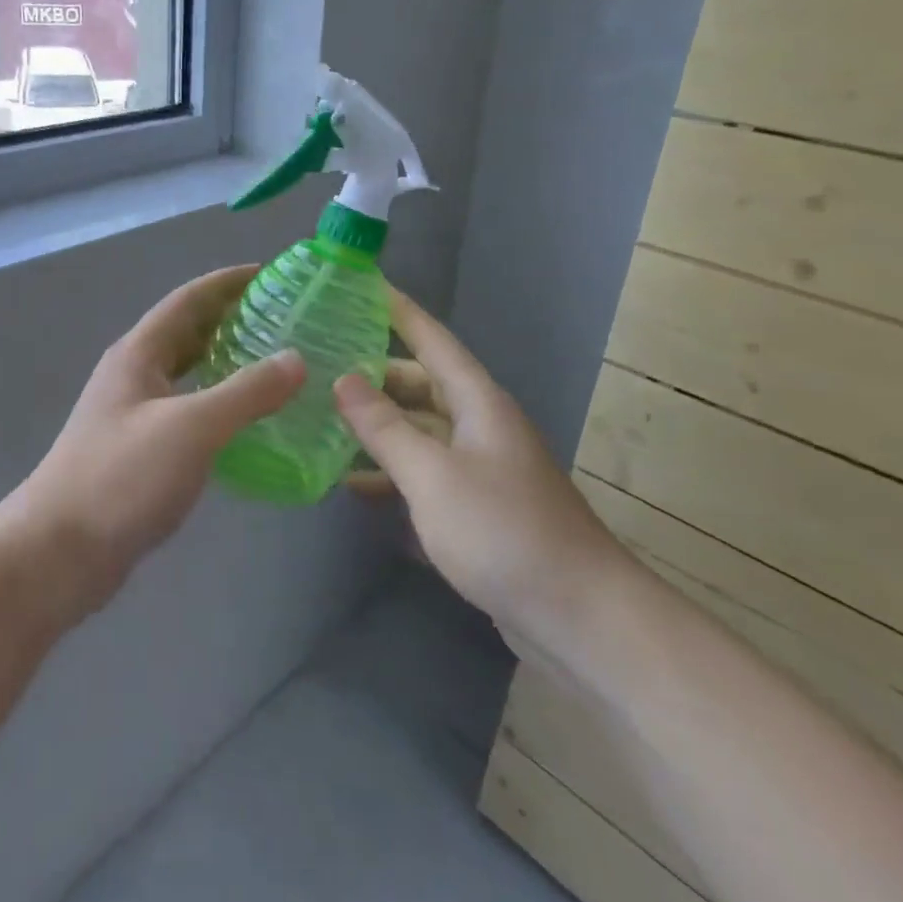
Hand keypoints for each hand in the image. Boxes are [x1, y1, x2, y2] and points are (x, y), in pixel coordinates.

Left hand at [5, 265, 305, 616]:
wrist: (57, 554)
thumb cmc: (121, 478)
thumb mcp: (192, 428)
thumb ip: (247, 392)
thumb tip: (296, 359)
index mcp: (139, 353)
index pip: (189, 299)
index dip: (228, 282)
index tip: (272, 274)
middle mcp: (134, 375)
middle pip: (187, 332)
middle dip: (232, 319)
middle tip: (284, 320)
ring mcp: (132, 414)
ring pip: (187, 373)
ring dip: (225, 362)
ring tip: (275, 365)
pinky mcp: (138, 451)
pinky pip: (186, 410)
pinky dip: (217, 404)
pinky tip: (245, 422)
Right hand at [333, 292, 630, 646]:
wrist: (579, 616)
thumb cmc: (502, 530)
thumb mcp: (432, 475)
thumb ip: (384, 427)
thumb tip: (344, 379)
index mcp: (478, 403)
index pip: (433, 340)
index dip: (401, 312)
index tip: (366, 286)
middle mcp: (482, 426)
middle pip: (423, 386)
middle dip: (377, 376)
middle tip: (324, 368)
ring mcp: (482, 469)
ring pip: (422, 432)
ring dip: (381, 429)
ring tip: (326, 425)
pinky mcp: (479, 510)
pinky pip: (427, 475)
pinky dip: (394, 474)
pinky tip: (356, 485)